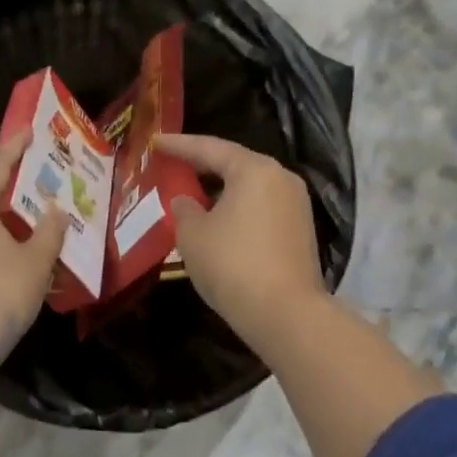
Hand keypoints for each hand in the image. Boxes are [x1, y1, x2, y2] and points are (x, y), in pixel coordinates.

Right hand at [155, 133, 327, 345]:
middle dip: (202, 165)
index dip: (179, 145)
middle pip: (234, 164)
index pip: (209, 148)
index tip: (156, 142)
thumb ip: (184, 209)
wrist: (286, 314)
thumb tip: (186, 200)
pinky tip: (218, 220)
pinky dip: (237, 209)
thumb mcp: (193, 235)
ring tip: (192, 192)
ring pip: (249, 188)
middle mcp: (280, 179)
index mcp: (254, 170)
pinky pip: (261, 208)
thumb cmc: (232, 264)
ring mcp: (296, 206)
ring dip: (220, 189)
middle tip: (173, 163)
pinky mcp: (300, 233)